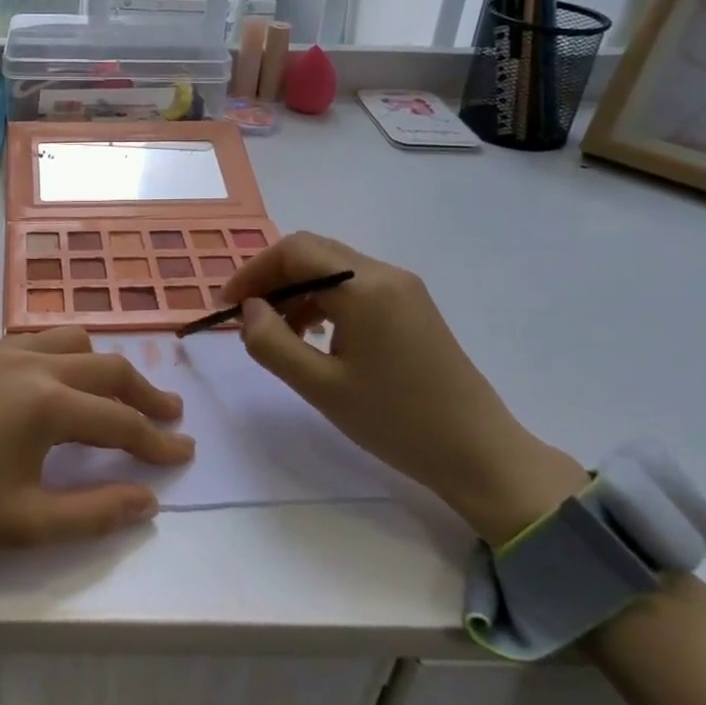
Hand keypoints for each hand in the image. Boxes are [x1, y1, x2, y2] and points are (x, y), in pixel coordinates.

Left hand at [0, 328, 191, 563]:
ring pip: (69, 340)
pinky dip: (60, 354)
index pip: (120, 421)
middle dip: (144, 392)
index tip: (185, 452)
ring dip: (101, 364)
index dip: (157, 441)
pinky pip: (31, 340)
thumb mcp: (25, 524)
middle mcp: (31, 364)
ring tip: (114, 391)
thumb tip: (147, 499)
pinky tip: (51, 380)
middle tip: (168, 414)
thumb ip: (94, 512)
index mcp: (47, 405)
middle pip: (106, 368)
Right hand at [218, 232, 586, 543]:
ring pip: (333, 270)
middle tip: (245, 317)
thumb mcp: (321, 387)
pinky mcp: (411, 307)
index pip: (294, 251)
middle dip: (272, 280)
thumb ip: (273, 343)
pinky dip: (323, 303)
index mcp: (364, 286)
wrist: (479, 453)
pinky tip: (315, 338)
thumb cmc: (396, 421)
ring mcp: (403, 289)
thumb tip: (248, 310)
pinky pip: (354, 288)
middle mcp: (385, 274)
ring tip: (277, 334)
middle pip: (314, 254)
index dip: (253, 271)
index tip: (226, 305)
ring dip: (296, 292)